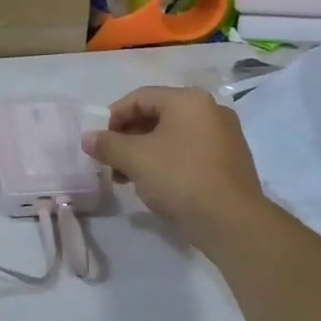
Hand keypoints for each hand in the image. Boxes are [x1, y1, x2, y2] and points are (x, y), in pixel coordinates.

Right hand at [82, 87, 266, 241]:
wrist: (232, 222)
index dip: (114, 117)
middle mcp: (210, 110)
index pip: (140, 97)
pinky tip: (156, 184)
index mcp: (188, 100)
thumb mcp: (135, 159)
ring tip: (128, 177)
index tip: (99, 141)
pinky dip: (169, 161)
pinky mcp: (231, 160)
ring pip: (174, 135)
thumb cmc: (180, 178)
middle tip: (112, 161)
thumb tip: (89, 138)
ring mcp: (225, 135)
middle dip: (129, 137)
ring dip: (146, 151)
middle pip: (158, 115)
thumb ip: (108, 144)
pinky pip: (191, 151)